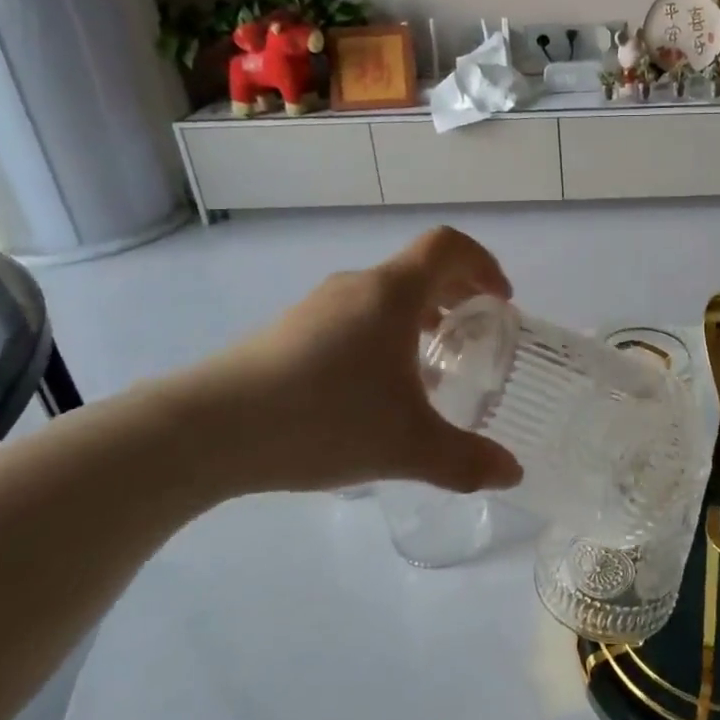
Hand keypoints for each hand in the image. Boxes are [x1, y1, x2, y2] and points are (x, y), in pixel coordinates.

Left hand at [174, 227, 524, 497]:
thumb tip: (512, 473)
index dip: (483, 264)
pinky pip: (353, 318)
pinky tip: (375, 392)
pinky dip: (382, 336)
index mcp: (391, 294)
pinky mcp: (288, 332)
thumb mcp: (406, 447)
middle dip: (457, 296)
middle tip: (475, 336)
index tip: (500, 301)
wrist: (206, 429)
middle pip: (418, 270)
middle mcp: (355, 287)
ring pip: (383, 297)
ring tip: (429, 369)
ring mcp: (316, 307)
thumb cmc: (322, 419)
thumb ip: (466, 460)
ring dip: (418, 319)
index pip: (448, 246)